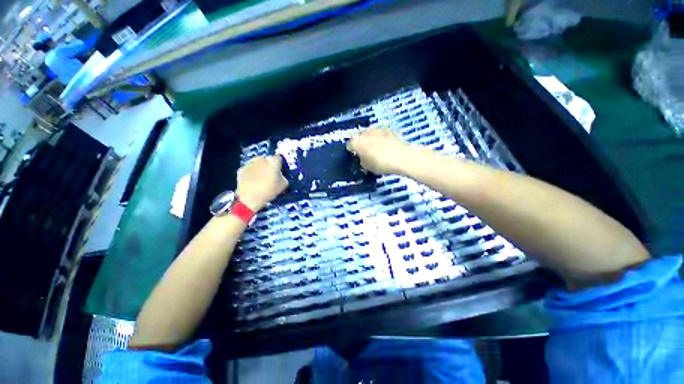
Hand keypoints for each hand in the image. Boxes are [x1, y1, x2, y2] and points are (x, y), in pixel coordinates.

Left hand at [236, 156, 288, 210]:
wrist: (250, 199)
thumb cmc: (270, 190)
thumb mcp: (284, 185)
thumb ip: (283, 176)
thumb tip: (280, 175)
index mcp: (273, 161)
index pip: (279, 158)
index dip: (280, 164)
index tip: (280, 171)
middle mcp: (260, 159)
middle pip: (266, 160)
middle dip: (268, 165)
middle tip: (270, 176)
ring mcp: (249, 164)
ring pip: (257, 164)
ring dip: (259, 169)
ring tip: (261, 179)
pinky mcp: (240, 170)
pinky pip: (248, 170)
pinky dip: (250, 174)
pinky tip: (252, 182)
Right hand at [347, 126, 411, 174]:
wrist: (402, 157)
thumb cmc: (381, 164)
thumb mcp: (367, 167)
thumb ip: (361, 160)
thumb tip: (363, 157)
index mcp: (357, 142)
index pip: (349, 145)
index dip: (352, 151)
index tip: (355, 156)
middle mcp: (365, 132)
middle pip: (360, 137)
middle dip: (361, 144)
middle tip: (366, 153)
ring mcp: (377, 129)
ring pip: (370, 134)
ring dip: (371, 140)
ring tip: (377, 149)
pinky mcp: (388, 128)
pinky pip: (380, 134)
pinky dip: (381, 138)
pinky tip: (386, 146)